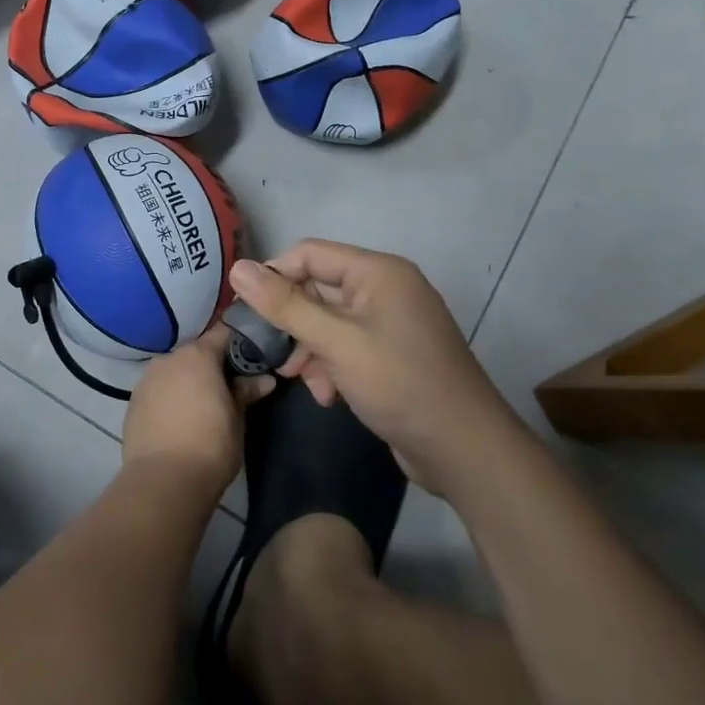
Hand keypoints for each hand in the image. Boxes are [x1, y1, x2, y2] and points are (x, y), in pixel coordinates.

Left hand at [122, 327, 274, 500]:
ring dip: (187, 382)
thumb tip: (265, 379)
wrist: (164, 480)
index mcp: (198, 355)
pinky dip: (168, 398)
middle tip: (227, 388)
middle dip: (211, 367)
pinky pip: (157, 390)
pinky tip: (177, 420)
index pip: (223, 334)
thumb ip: (246, 392)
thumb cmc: (211, 446)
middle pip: (195, 353)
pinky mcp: (132, 401)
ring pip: (173, 371)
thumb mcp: (237, 419)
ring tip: (200, 407)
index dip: (238, 344)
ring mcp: (146, 379)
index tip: (251, 358)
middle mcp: (168, 358)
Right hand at [228, 241, 516, 490]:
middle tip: (272, 354)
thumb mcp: (336, 342)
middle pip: (318, 288)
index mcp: (378, 272)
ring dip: (309, 348)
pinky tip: (328, 395)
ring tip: (299, 380)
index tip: (247, 311)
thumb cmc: (400, 384)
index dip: (275, 276)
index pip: (309, 254)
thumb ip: (285, 305)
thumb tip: (238, 268)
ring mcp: (391, 322)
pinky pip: (348, 345)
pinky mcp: (393, 353)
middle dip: (293, 322)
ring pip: (329, 320)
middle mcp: (386, 289)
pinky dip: (331, 365)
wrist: (466, 450)